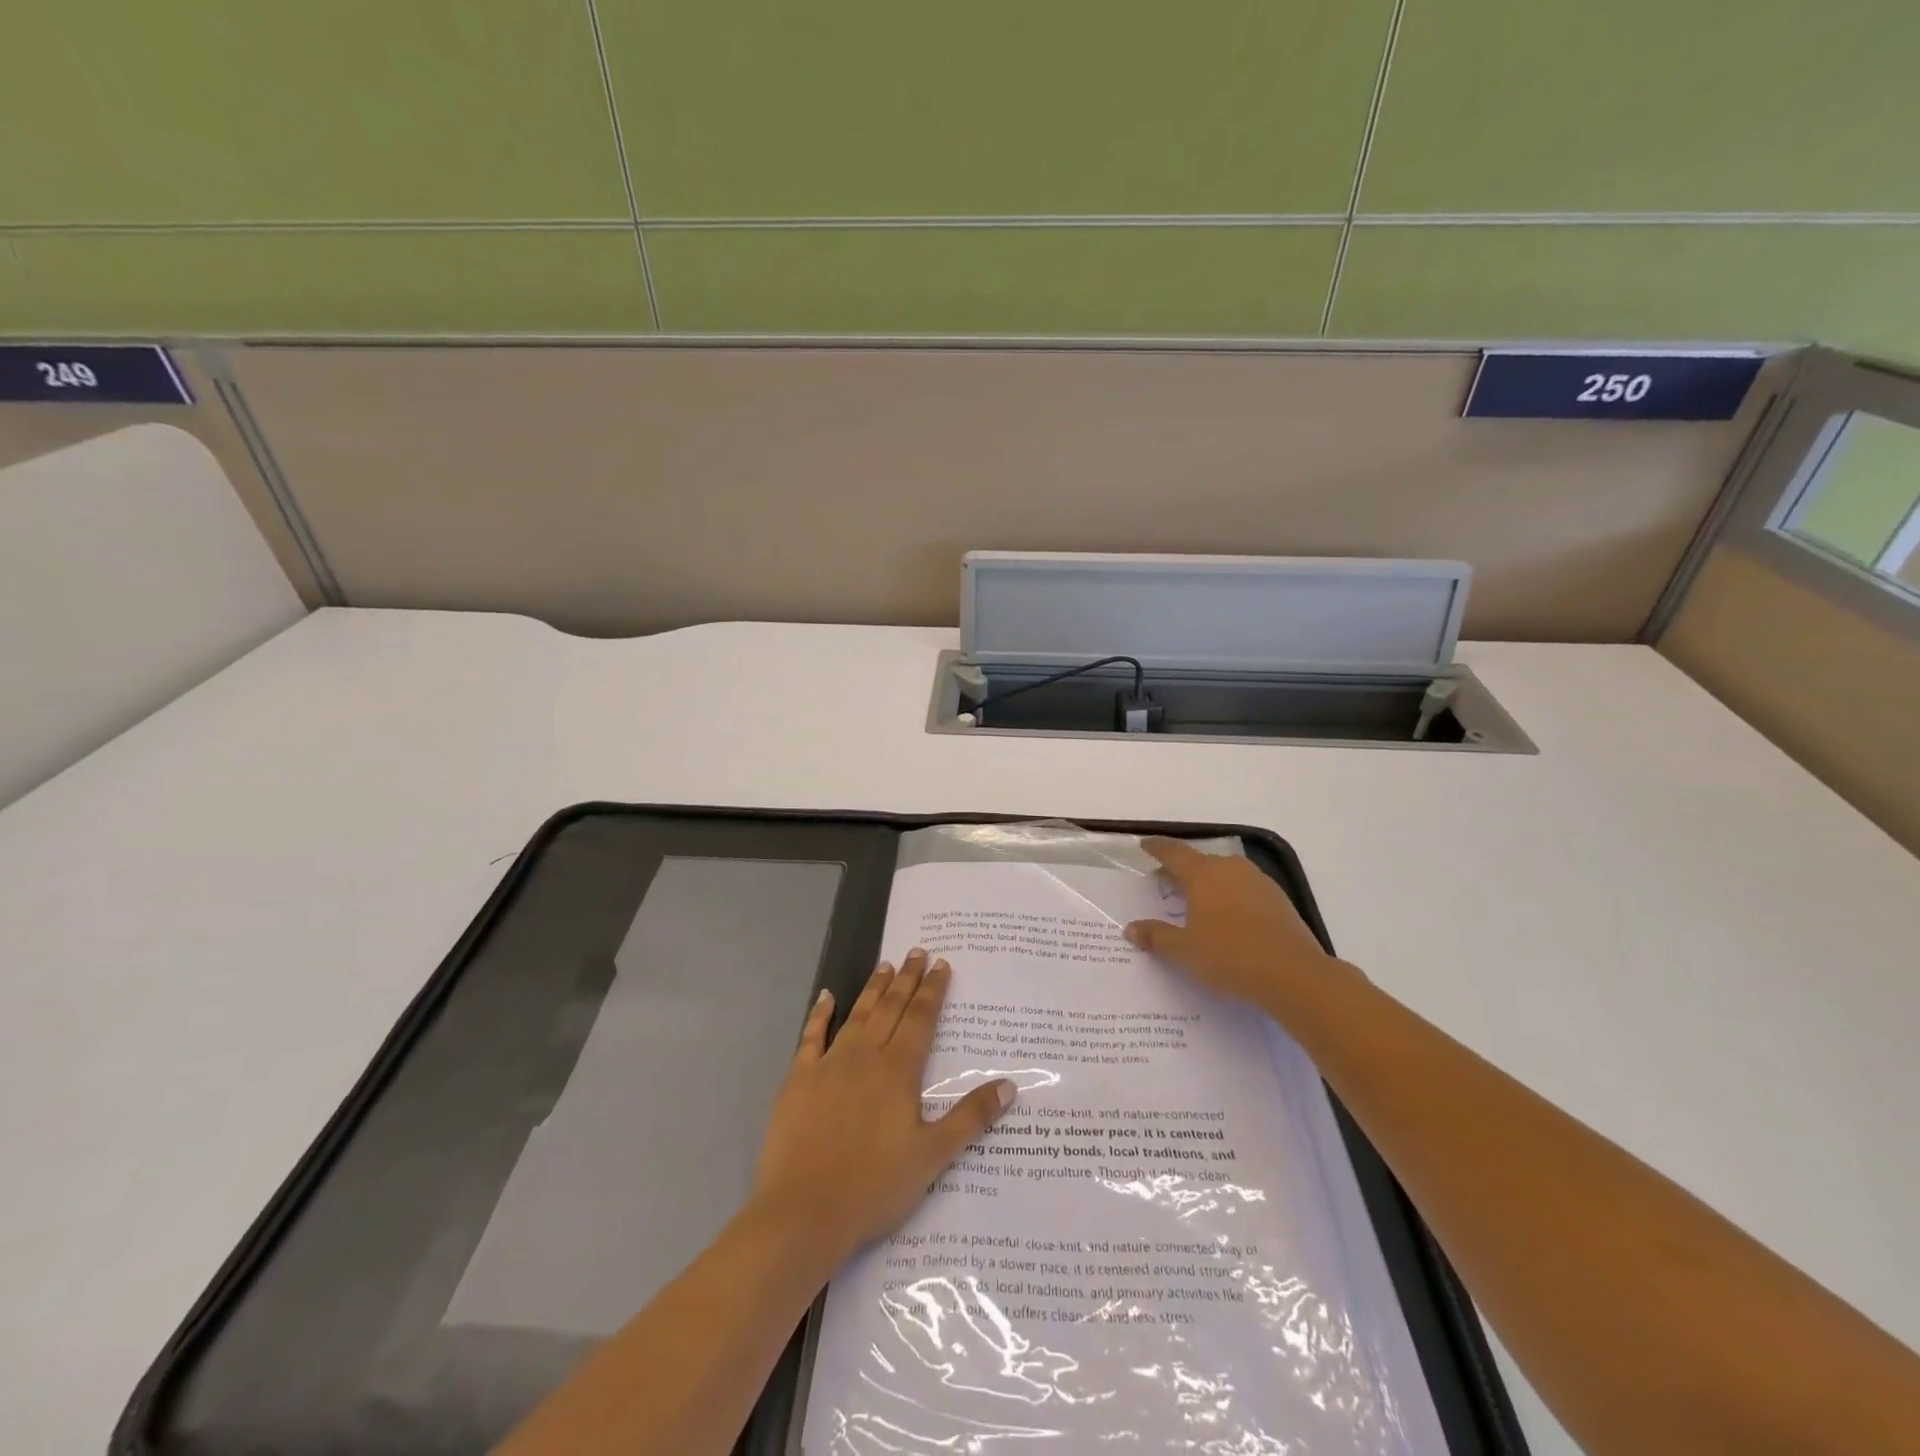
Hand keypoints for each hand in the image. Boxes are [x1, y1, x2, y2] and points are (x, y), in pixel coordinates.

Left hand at [748, 949, 1014, 1268]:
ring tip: (886, 965)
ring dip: (873, 988)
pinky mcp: (799, 1079)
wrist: (804, 1211)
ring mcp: (829, 1064)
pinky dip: (820, 1013)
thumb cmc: (874, 1186)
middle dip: (907, 979)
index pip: (920, 1019)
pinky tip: (826, 996)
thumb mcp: (932, 1156)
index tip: (941, 964)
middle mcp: (865, 1056)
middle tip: (917, 951)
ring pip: (857, 1015)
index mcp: (898, 1071)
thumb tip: (1008, 1085)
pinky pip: (812, 1036)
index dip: (933, 990)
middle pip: (891, 1008)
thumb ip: (970, 1118)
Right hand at [1124, 837, 1346, 1008]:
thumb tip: (1131, 929)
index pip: (1173, 853)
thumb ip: (1156, 937)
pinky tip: (1229, 916)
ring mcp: (1258, 882)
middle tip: (1166, 881)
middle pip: (1200, 861)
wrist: (1294, 975)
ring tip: (1197, 899)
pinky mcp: (1278, 899)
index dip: (1157, 848)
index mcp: (1202, 874)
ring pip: (1225, 873)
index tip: (1145, 845)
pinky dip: (1230, 895)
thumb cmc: (1230, 957)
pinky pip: (1244, 888)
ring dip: (1208, 881)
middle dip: (1181, 868)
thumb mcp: (1184, 951)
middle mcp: (1230, 869)